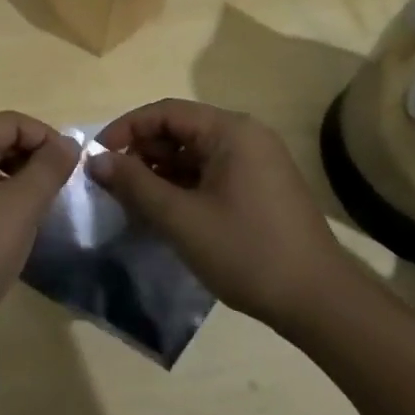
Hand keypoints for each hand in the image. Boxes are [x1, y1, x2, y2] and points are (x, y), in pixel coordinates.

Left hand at [0, 112, 79, 367]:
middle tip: (57, 194)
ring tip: (36, 215)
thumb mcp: (20, 209)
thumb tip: (68, 143)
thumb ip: (47, 170)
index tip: (72, 171)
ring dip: (13, 184)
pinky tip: (4, 235)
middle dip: (31, 161)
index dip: (47, 139)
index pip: (13, 121)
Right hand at [88, 99, 349, 331]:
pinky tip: (164, 212)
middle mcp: (245, 135)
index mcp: (230, 130)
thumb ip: (135, 184)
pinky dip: (183, 186)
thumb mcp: (181, 218)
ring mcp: (256, 161)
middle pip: (180, 130)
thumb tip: (95, 160)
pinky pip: (211, 172)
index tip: (96, 157)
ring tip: (132, 201)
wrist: (320, 302)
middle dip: (142, 153)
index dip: (126, 130)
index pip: (165, 112)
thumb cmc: (247, 251)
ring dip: (160, 172)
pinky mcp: (260, 186)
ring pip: (194, 154)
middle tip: (112, 183)